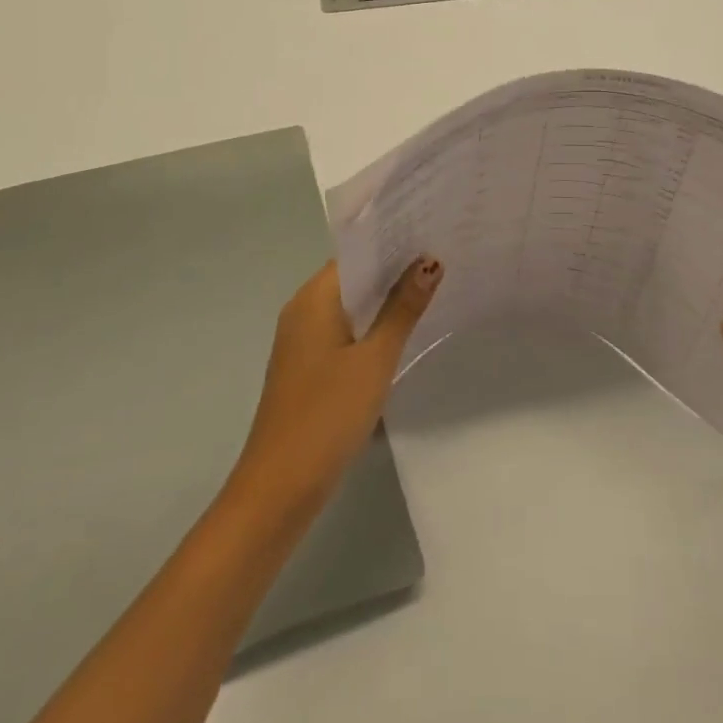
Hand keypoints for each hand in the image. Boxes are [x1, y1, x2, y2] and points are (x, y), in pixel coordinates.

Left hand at [229, 258, 443, 518]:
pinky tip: (402, 333)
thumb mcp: (375, 360)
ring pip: (349, 308)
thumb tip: (429, 261)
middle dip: (393, 271)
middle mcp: (302, 312)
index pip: (355, 254)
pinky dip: (371, 327)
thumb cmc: (327, 415)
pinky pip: (343, 333)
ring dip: (383, 301)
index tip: (430, 233)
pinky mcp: (307, 369)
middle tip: (442, 258)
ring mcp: (302, 342)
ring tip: (433, 288)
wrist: (279, 488)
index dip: (391, 243)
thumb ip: (402, 309)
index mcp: (312, 299)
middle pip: (352, 279)